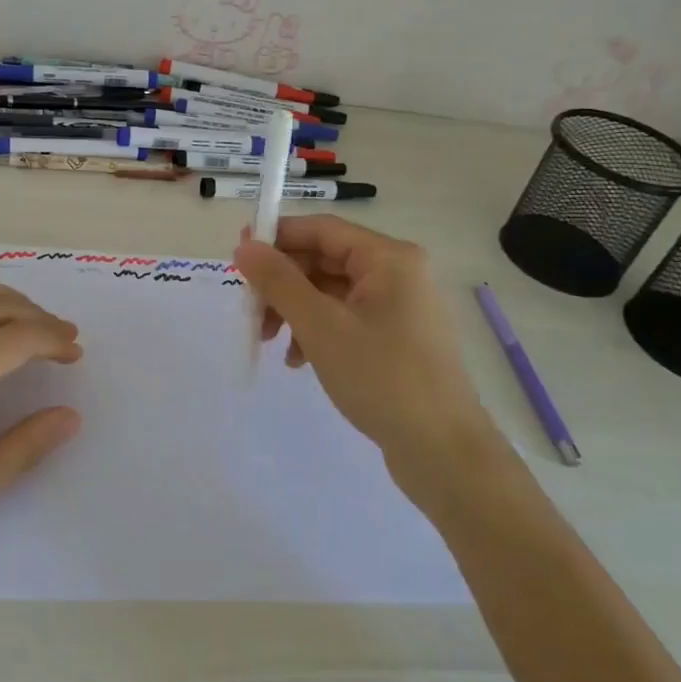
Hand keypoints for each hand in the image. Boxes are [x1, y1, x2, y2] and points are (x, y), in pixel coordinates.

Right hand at [234, 216, 497, 499]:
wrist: (443, 452)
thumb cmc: (382, 378)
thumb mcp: (321, 326)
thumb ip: (279, 281)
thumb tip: (244, 245)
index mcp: (389, 258)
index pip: (321, 229)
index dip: (276, 237)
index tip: (237, 256)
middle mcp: (398, 273)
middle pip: (324, 260)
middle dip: (283, 284)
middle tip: (250, 311)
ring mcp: (400, 307)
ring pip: (331, 292)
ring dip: (296, 310)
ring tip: (271, 343)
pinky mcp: (397, 338)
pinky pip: (346, 318)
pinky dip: (317, 331)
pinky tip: (299, 360)